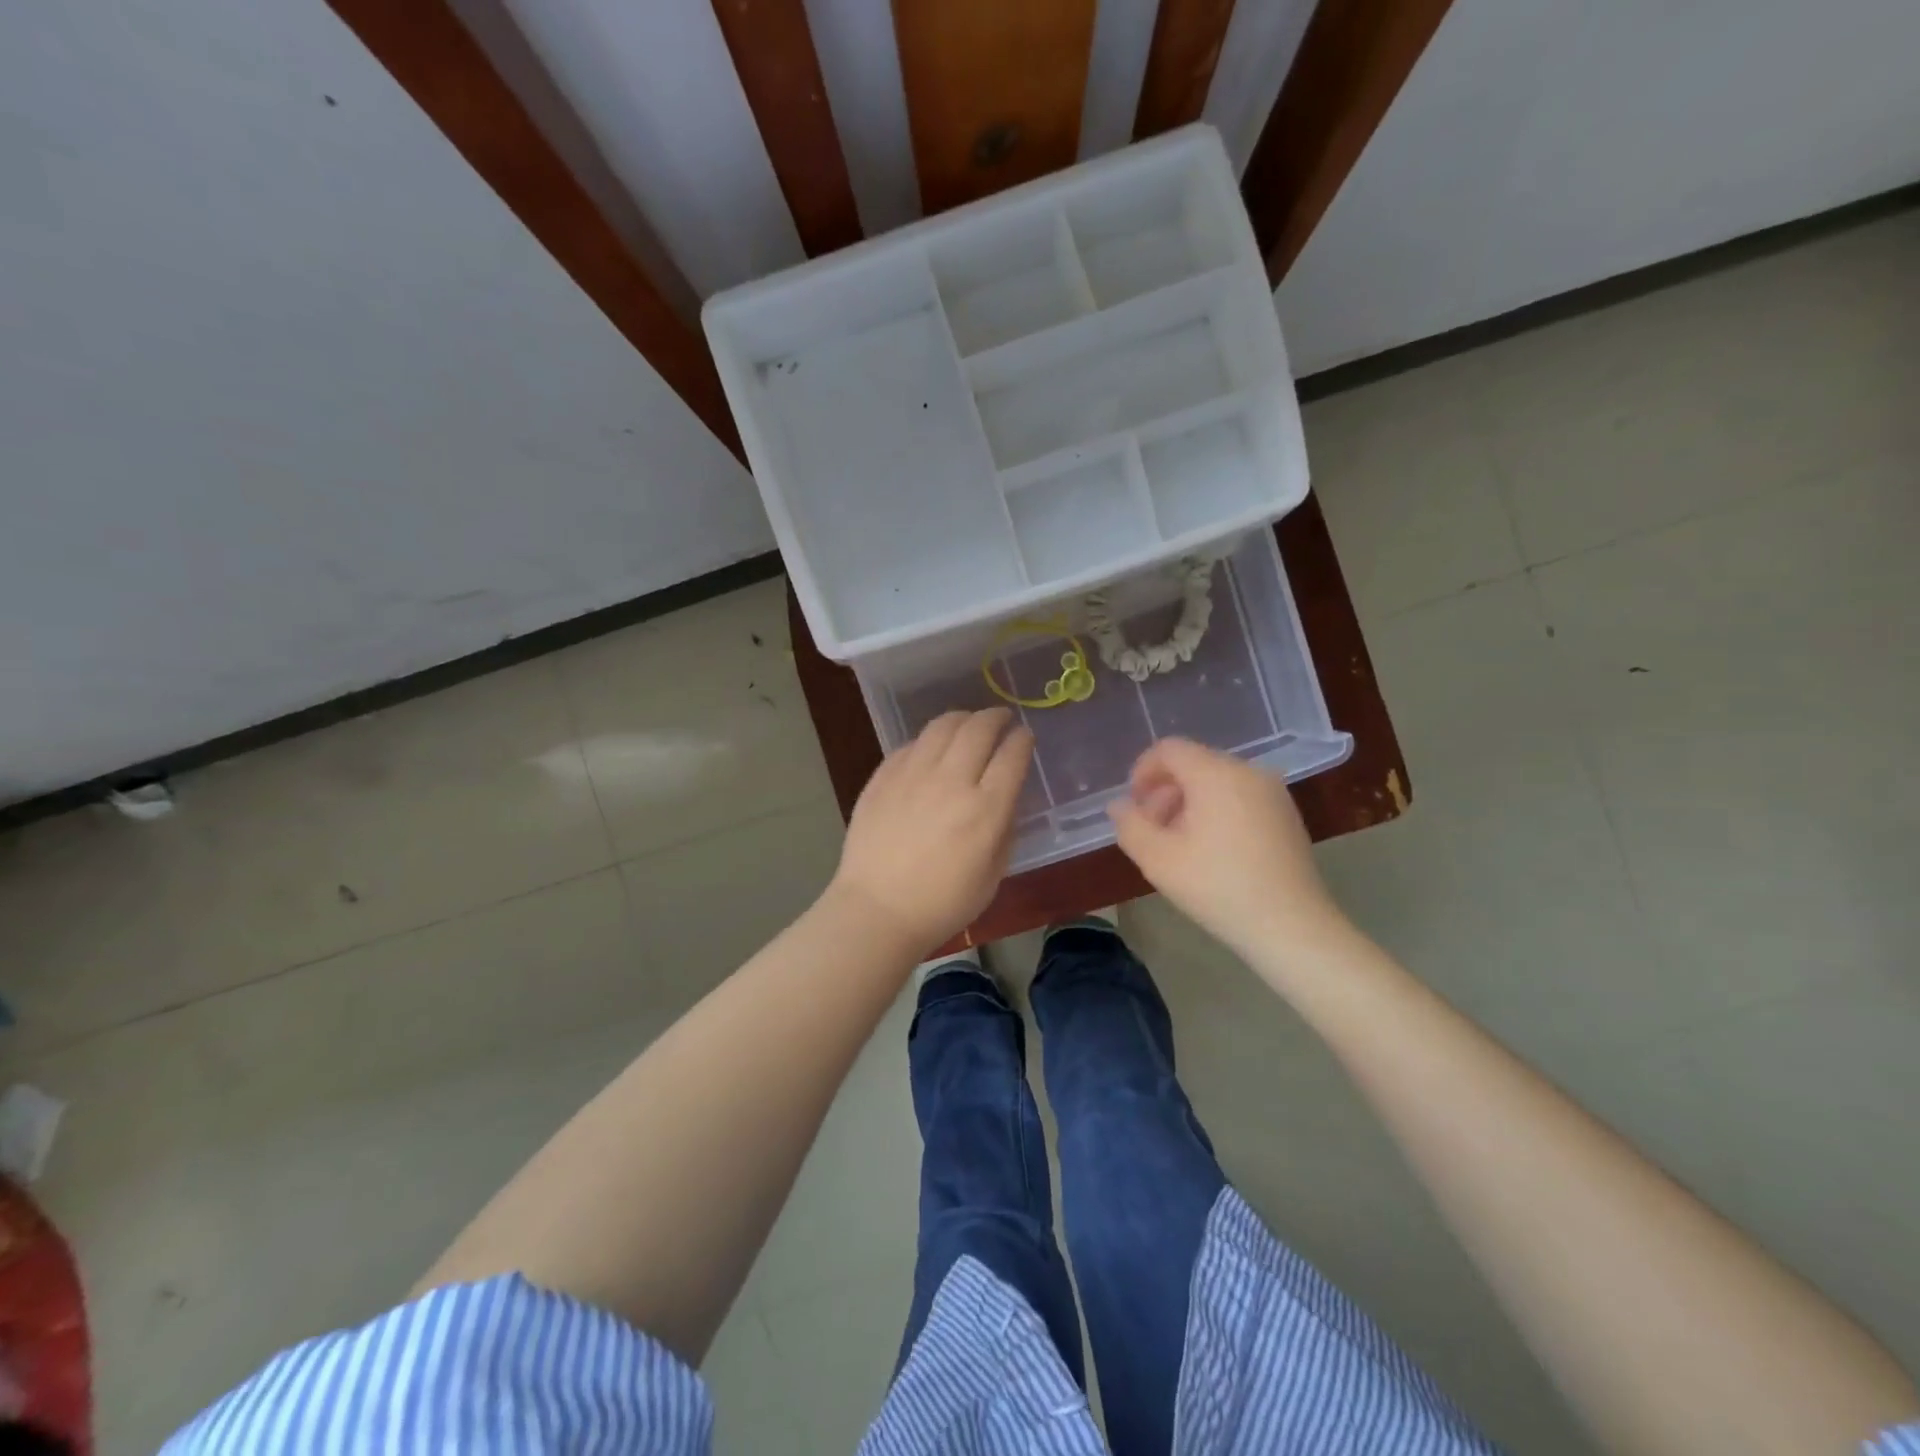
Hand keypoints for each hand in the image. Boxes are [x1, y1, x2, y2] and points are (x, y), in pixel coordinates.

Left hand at [831, 708, 1033, 954]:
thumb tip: (1005, 797)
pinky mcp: (883, 776)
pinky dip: (930, 739)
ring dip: (963, 718)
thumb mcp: (993, 875)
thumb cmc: (942, 904)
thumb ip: (1005, 829)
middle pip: (980, 728)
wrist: (877, 910)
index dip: (1023, 740)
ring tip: (969, 723)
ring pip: (943, 725)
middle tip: (1001, 719)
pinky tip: (932, 748)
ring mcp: (913, 774)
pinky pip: (912, 743)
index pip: (1013, 755)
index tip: (1025, 737)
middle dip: (996, 717)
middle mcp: (952, 781)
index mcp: (986, 809)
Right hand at [1108, 738, 1348, 959]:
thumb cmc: (1218, 888)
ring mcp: (1272, 792)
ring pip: (1216, 781)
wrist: (1292, 927)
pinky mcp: (1286, 814)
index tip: (1133, 807)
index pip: (1169, 749)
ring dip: (1188, 803)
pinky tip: (1212, 851)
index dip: (1142, 771)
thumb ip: (1130, 825)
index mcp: (1216, 774)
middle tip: (1152, 832)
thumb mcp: (1158, 860)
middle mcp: (1248, 771)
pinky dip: (1216, 811)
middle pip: (1193, 764)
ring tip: (1179, 845)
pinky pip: (1239, 796)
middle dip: (1164, 792)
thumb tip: (1119, 805)